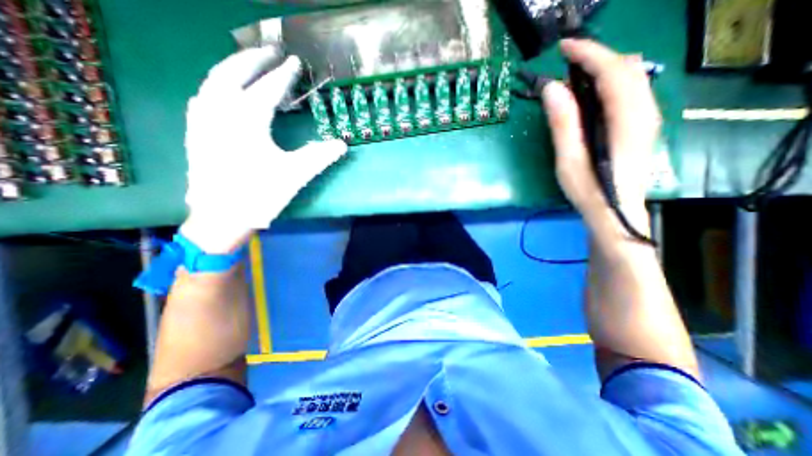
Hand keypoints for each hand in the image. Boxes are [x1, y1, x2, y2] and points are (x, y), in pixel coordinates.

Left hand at [179, 46, 345, 253]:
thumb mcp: (295, 174)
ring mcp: (203, 119)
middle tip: (271, 51)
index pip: (269, 88)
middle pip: (234, 72)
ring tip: (249, 64)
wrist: (221, 217)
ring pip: (213, 80)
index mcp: (247, 119)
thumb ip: (320, 155)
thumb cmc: (260, 194)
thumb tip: (342, 144)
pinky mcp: (196, 131)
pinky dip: (216, 85)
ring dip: (232, 67)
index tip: (295, 62)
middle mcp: (220, 110)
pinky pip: (203, 96)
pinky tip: (223, 89)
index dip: (284, 75)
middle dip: (253, 58)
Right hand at [538, 39, 658, 238]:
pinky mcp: (641, 123)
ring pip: (631, 76)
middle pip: (627, 67)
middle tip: (564, 66)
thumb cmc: (589, 191)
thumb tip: (552, 88)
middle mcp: (645, 111)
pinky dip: (608, 83)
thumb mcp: (568, 160)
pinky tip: (587, 96)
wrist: (615, 212)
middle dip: (595, 58)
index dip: (589, 54)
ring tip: (572, 79)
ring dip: (601, 69)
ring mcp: (646, 116)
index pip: (613, 71)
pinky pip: (629, 90)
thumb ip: (563, 124)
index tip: (563, 48)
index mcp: (626, 120)